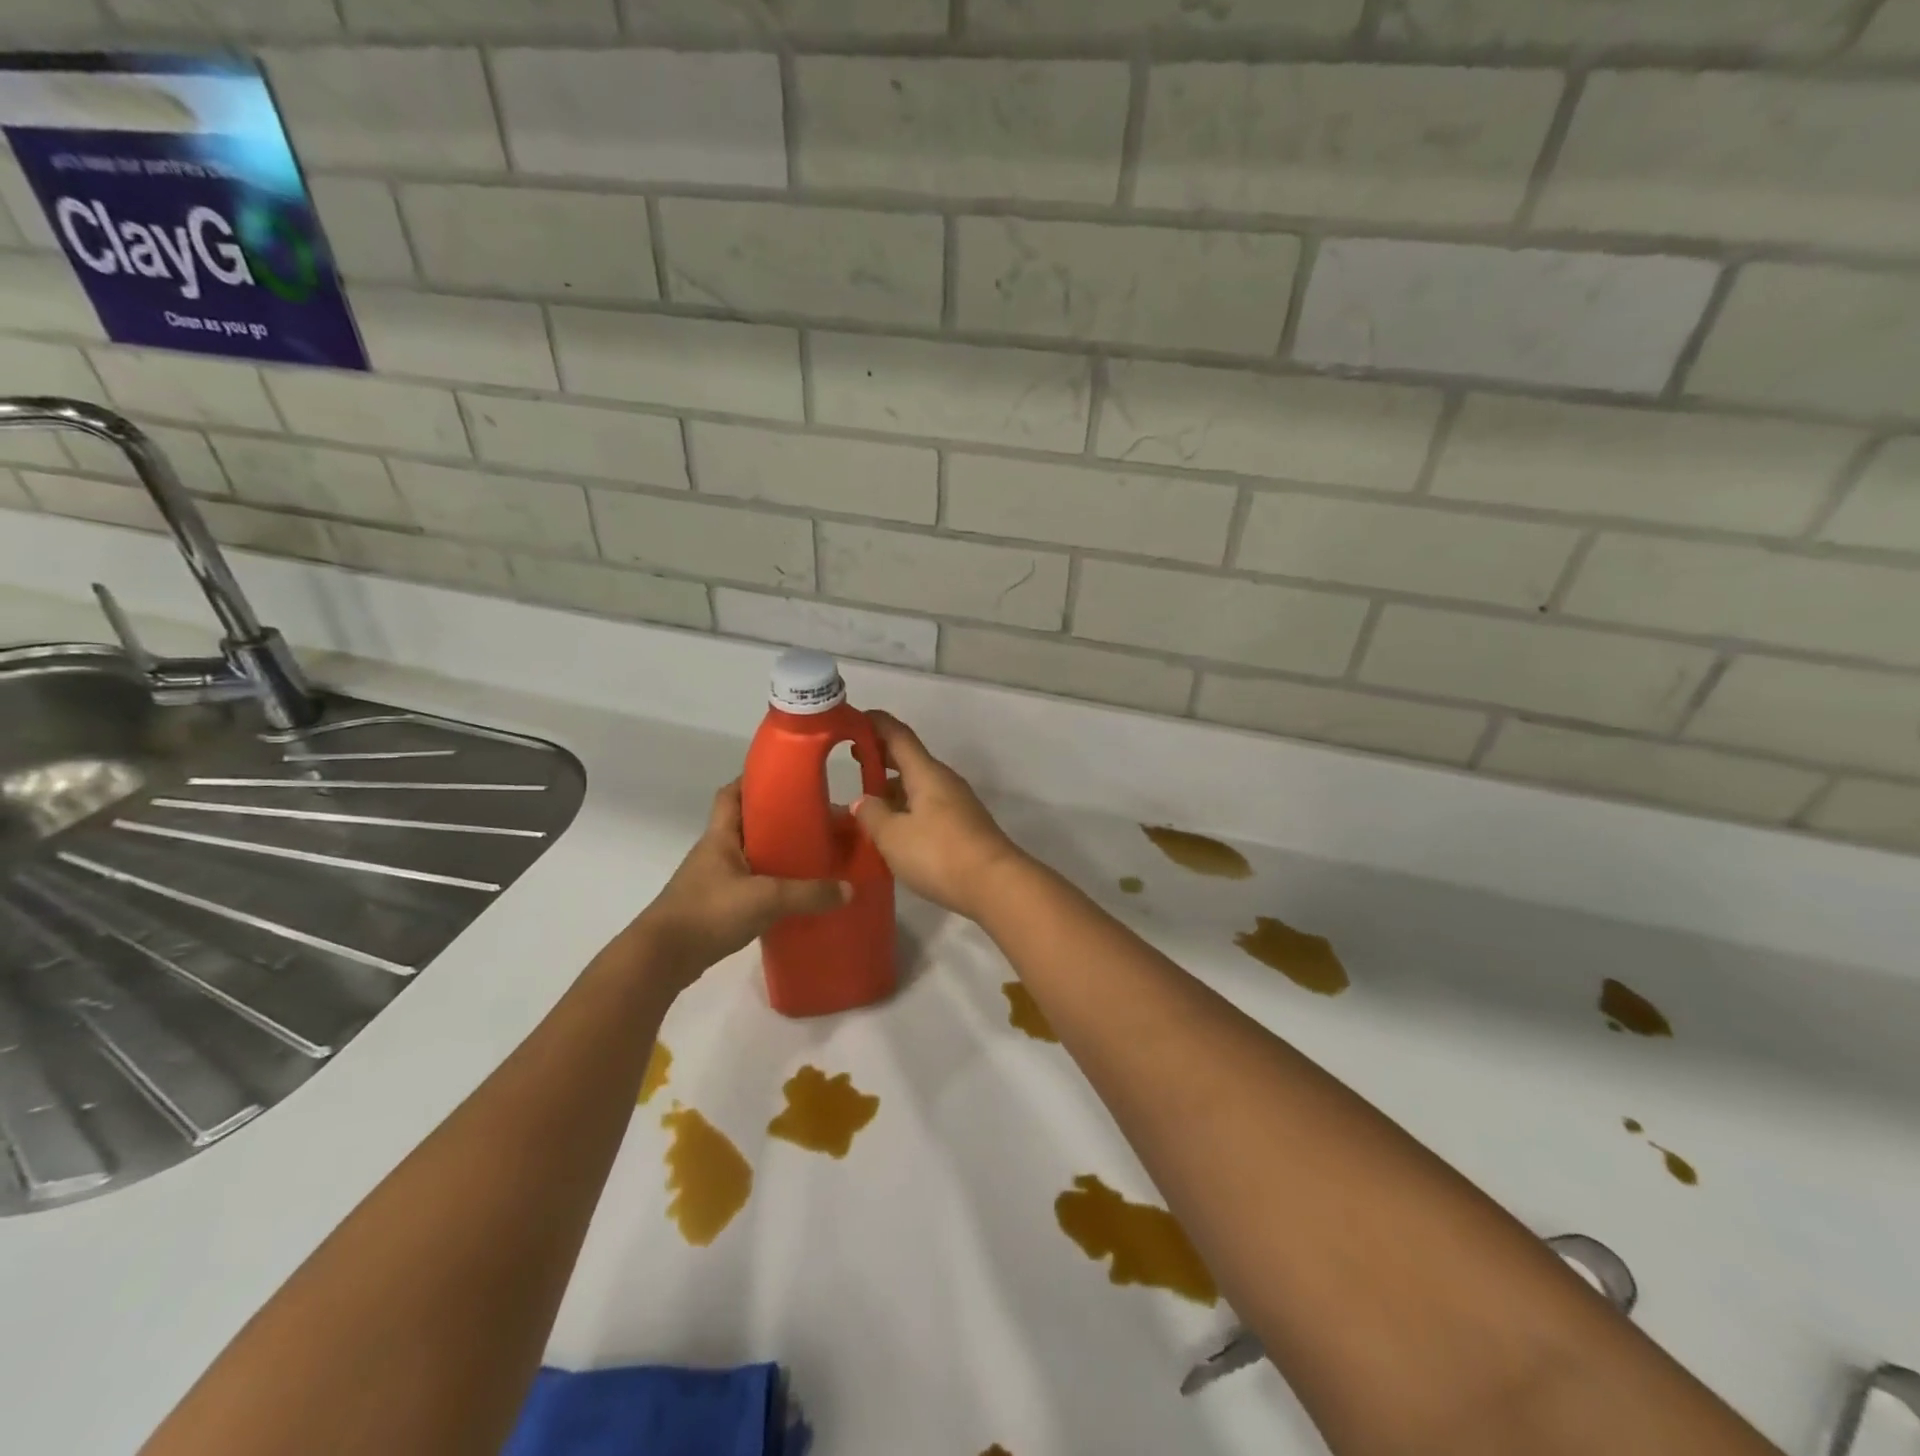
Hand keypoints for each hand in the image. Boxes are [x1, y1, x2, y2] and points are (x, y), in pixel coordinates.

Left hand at [630, 781, 848, 988]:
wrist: (661, 959)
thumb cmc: (708, 912)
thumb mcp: (765, 899)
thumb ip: (808, 894)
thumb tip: (850, 889)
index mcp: (720, 836)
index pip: (731, 794)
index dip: (753, 780)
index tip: (785, 779)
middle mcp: (715, 852)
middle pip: (746, 823)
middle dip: (777, 819)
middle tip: (813, 821)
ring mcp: (712, 880)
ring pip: (749, 855)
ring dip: (774, 853)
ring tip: (810, 856)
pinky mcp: (715, 907)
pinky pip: (748, 884)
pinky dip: (769, 884)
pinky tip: (791, 895)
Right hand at [852, 712, 1027, 920]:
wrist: (995, 884)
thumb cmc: (939, 853)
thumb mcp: (893, 836)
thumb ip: (873, 815)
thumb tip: (863, 800)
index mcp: (926, 773)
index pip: (898, 735)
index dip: (875, 724)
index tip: (853, 718)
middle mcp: (944, 781)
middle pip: (909, 759)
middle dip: (881, 757)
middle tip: (852, 760)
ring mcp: (957, 804)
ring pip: (919, 786)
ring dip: (893, 788)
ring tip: (866, 802)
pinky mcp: (963, 827)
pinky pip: (928, 807)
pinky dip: (906, 809)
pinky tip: (892, 830)